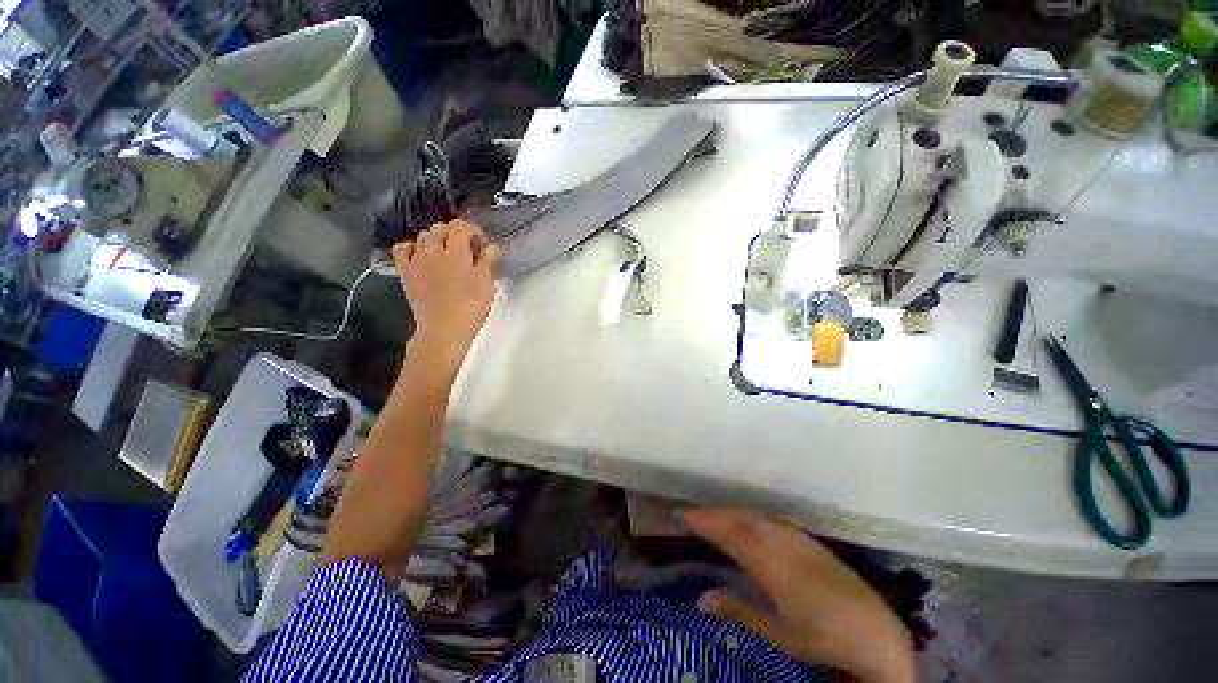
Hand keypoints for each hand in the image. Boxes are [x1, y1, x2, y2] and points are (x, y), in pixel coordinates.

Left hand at [392, 219, 500, 362]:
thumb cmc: (471, 308)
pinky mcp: (406, 272)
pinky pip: (402, 249)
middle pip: (441, 228)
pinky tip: (422, 255)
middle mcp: (433, 250)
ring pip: (423, 235)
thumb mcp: (487, 285)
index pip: (461, 226)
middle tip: (469, 250)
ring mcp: (416, 260)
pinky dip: (412, 246)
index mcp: (456, 252)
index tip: (483, 244)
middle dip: (456, 233)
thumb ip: (488, 261)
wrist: (443, 330)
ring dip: (437, 238)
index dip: (474, 230)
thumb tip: (492, 246)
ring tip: (448, 253)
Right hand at [686, 508, 916, 682]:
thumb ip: (739, 611)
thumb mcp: (778, 633)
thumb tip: (701, 598)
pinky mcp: (811, 542)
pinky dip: (755, 517)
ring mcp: (799, 540)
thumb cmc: (823, 638)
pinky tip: (751, 520)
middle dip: (716, 514)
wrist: (876, 634)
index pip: (732, 536)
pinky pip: (774, 520)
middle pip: (743, 520)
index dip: (708, 523)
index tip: (687, 515)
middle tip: (694, 513)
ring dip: (734, 513)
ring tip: (716, 514)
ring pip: (758, 517)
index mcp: (772, 566)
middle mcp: (783, 544)